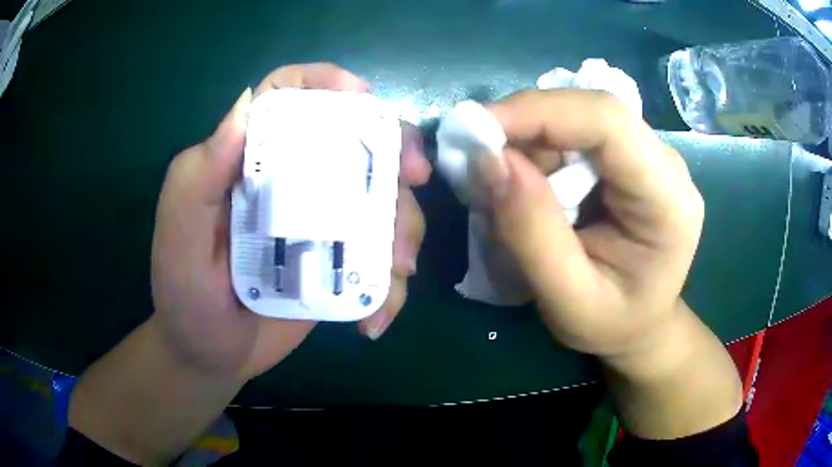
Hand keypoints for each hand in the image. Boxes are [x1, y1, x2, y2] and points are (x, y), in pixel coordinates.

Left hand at [151, 63, 429, 379]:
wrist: (209, 355)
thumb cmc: (183, 295)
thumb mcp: (178, 237)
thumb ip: (198, 177)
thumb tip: (244, 110)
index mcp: (248, 163)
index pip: (286, 97)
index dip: (325, 81)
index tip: (363, 98)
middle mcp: (289, 183)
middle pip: (354, 141)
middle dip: (394, 149)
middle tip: (413, 179)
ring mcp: (319, 226)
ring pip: (381, 202)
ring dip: (402, 230)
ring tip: (394, 272)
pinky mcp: (336, 265)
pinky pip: (379, 263)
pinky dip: (390, 289)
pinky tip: (374, 320)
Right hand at [483, 89, 703, 357]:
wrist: (640, 325)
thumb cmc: (612, 324)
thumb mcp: (568, 301)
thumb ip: (531, 233)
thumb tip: (490, 160)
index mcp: (669, 201)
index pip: (610, 123)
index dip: (541, 111)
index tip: (478, 128)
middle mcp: (665, 165)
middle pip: (590, 112)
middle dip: (527, 126)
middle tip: (480, 159)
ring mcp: (648, 156)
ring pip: (577, 118)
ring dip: (530, 143)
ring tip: (504, 191)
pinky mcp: (628, 158)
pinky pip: (575, 134)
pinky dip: (539, 152)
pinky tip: (527, 187)